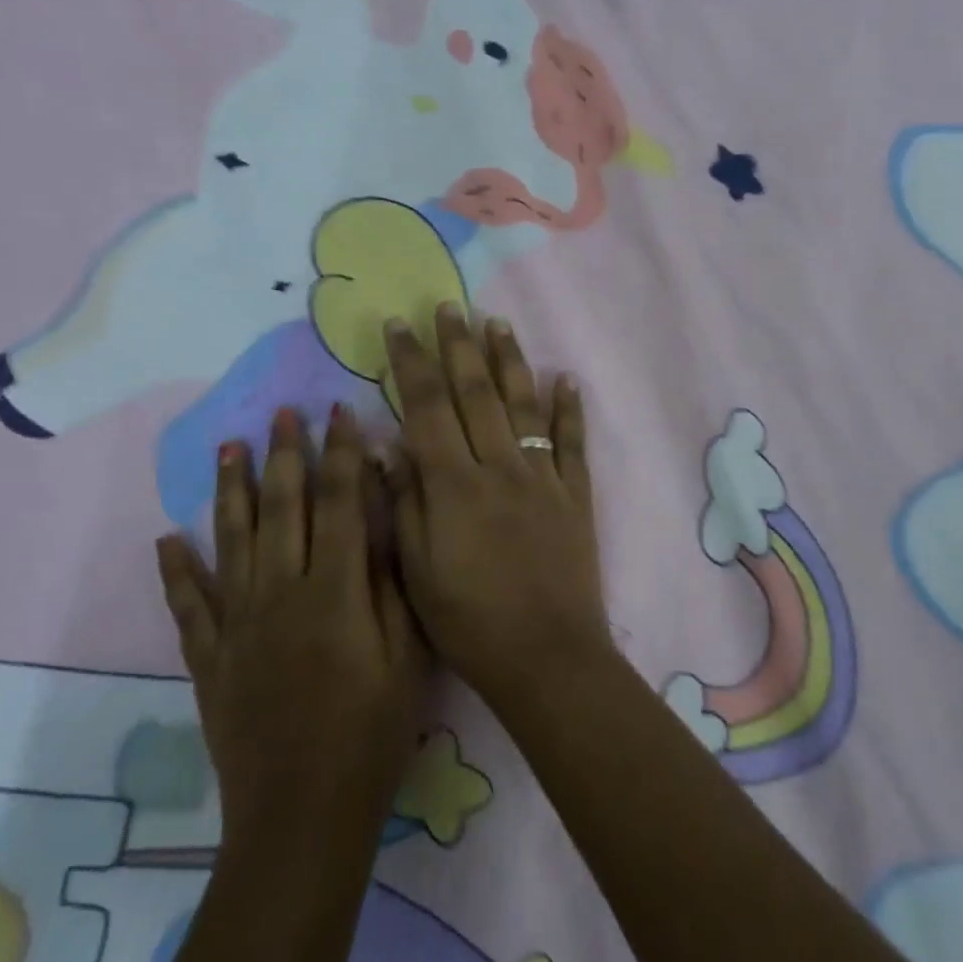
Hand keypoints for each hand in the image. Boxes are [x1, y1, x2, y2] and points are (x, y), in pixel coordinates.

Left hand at [155, 406, 429, 839]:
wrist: (303, 817)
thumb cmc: (372, 734)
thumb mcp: (407, 656)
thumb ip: (391, 583)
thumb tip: (383, 520)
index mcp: (334, 591)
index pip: (339, 503)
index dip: (341, 454)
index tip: (339, 412)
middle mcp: (280, 594)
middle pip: (282, 509)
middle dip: (285, 455)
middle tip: (282, 412)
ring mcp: (238, 625)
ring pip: (231, 541)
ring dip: (230, 491)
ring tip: (229, 447)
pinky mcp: (210, 659)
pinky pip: (189, 605)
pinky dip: (176, 571)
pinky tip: (166, 539)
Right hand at [383, 306, 612, 704]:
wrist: (546, 655)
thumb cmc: (469, 621)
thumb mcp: (417, 569)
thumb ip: (404, 502)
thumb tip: (386, 445)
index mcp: (454, 484)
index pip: (427, 407)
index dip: (412, 363)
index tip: (400, 327)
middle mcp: (499, 466)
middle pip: (476, 392)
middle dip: (459, 345)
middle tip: (449, 306)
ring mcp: (543, 477)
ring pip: (524, 405)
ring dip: (510, 362)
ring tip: (498, 324)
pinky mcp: (575, 494)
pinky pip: (571, 442)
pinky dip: (569, 409)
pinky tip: (566, 379)